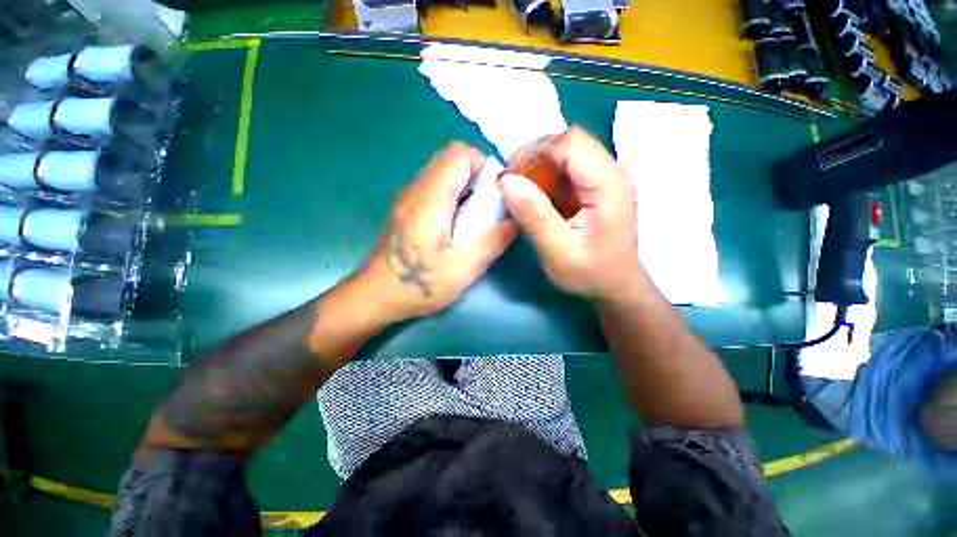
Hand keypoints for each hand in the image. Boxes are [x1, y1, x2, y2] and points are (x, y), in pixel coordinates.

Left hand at [356, 143, 517, 322]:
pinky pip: (433, 188)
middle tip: (487, 208)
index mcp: (430, 199)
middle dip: (476, 177)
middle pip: (450, 159)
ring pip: (441, 173)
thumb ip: (492, 242)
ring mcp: (407, 198)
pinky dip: (451, 197)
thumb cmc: (418, 285)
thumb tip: (516, 221)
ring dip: (464, 187)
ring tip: (473, 219)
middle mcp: (415, 190)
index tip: (496, 194)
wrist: (374, 296)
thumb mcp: (463, 269)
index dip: (483, 166)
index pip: (459, 154)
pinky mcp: (405, 209)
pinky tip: (454, 226)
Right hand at [500, 127, 643, 304]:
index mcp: (608, 184)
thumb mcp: (558, 251)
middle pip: (567, 143)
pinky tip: (536, 202)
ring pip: (563, 155)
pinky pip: (564, 171)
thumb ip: (534, 216)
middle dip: (534, 159)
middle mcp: (609, 172)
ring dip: (537, 170)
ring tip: (522, 196)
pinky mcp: (593, 188)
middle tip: (513, 187)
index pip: (570, 142)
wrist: (615, 286)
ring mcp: (602, 178)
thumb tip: (507, 181)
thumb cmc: (591, 273)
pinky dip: (544, 181)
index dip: (535, 153)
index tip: (511, 178)